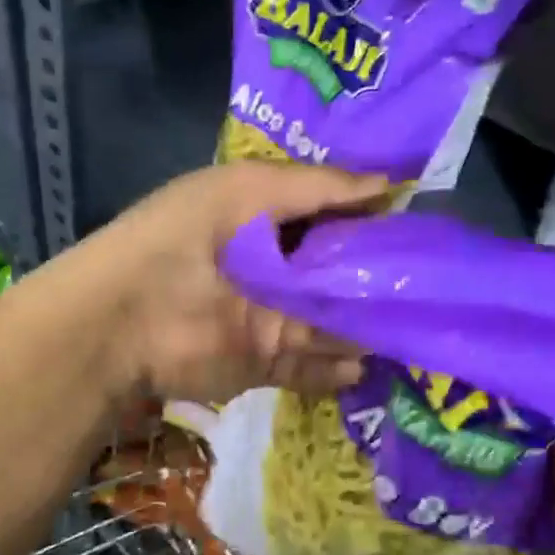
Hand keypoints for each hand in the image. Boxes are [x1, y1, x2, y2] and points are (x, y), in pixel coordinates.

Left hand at [76, 161, 388, 404]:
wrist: (125, 318)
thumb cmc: (184, 237)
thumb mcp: (247, 190)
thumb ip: (318, 187)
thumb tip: (389, 185)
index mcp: (263, 217)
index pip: (329, 213)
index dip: (370, 216)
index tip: (419, 222)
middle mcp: (270, 268)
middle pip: (335, 273)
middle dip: (376, 277)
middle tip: (430, 282)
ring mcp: (267, 319)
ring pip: (329, 322)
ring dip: (365, 326)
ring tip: (414, 327)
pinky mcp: (260, 362)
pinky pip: (309, 367)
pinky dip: (336, 370)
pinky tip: (366, 365)